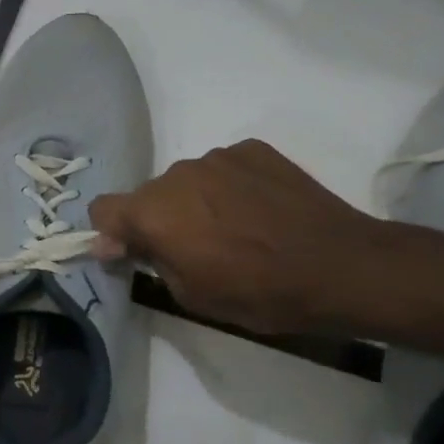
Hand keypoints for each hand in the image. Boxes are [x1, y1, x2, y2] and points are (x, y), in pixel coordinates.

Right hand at [89, 140, 383, 333]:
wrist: (340, 266)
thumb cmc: (258, 292)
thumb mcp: (190, 294)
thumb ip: (147, 260)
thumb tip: (113, 243)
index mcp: (154, 212)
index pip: (103, 209)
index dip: (111, 233)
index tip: (133, 253)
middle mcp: (177, 174)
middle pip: (148, 195)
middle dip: (159, 220)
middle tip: (195, 249)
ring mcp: (217, 157)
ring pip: (187, 181)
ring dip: (195, 202)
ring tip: (235, 229)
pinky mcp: (253, 149)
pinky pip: (223, 168)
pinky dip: (229, 187)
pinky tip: (260, 211)